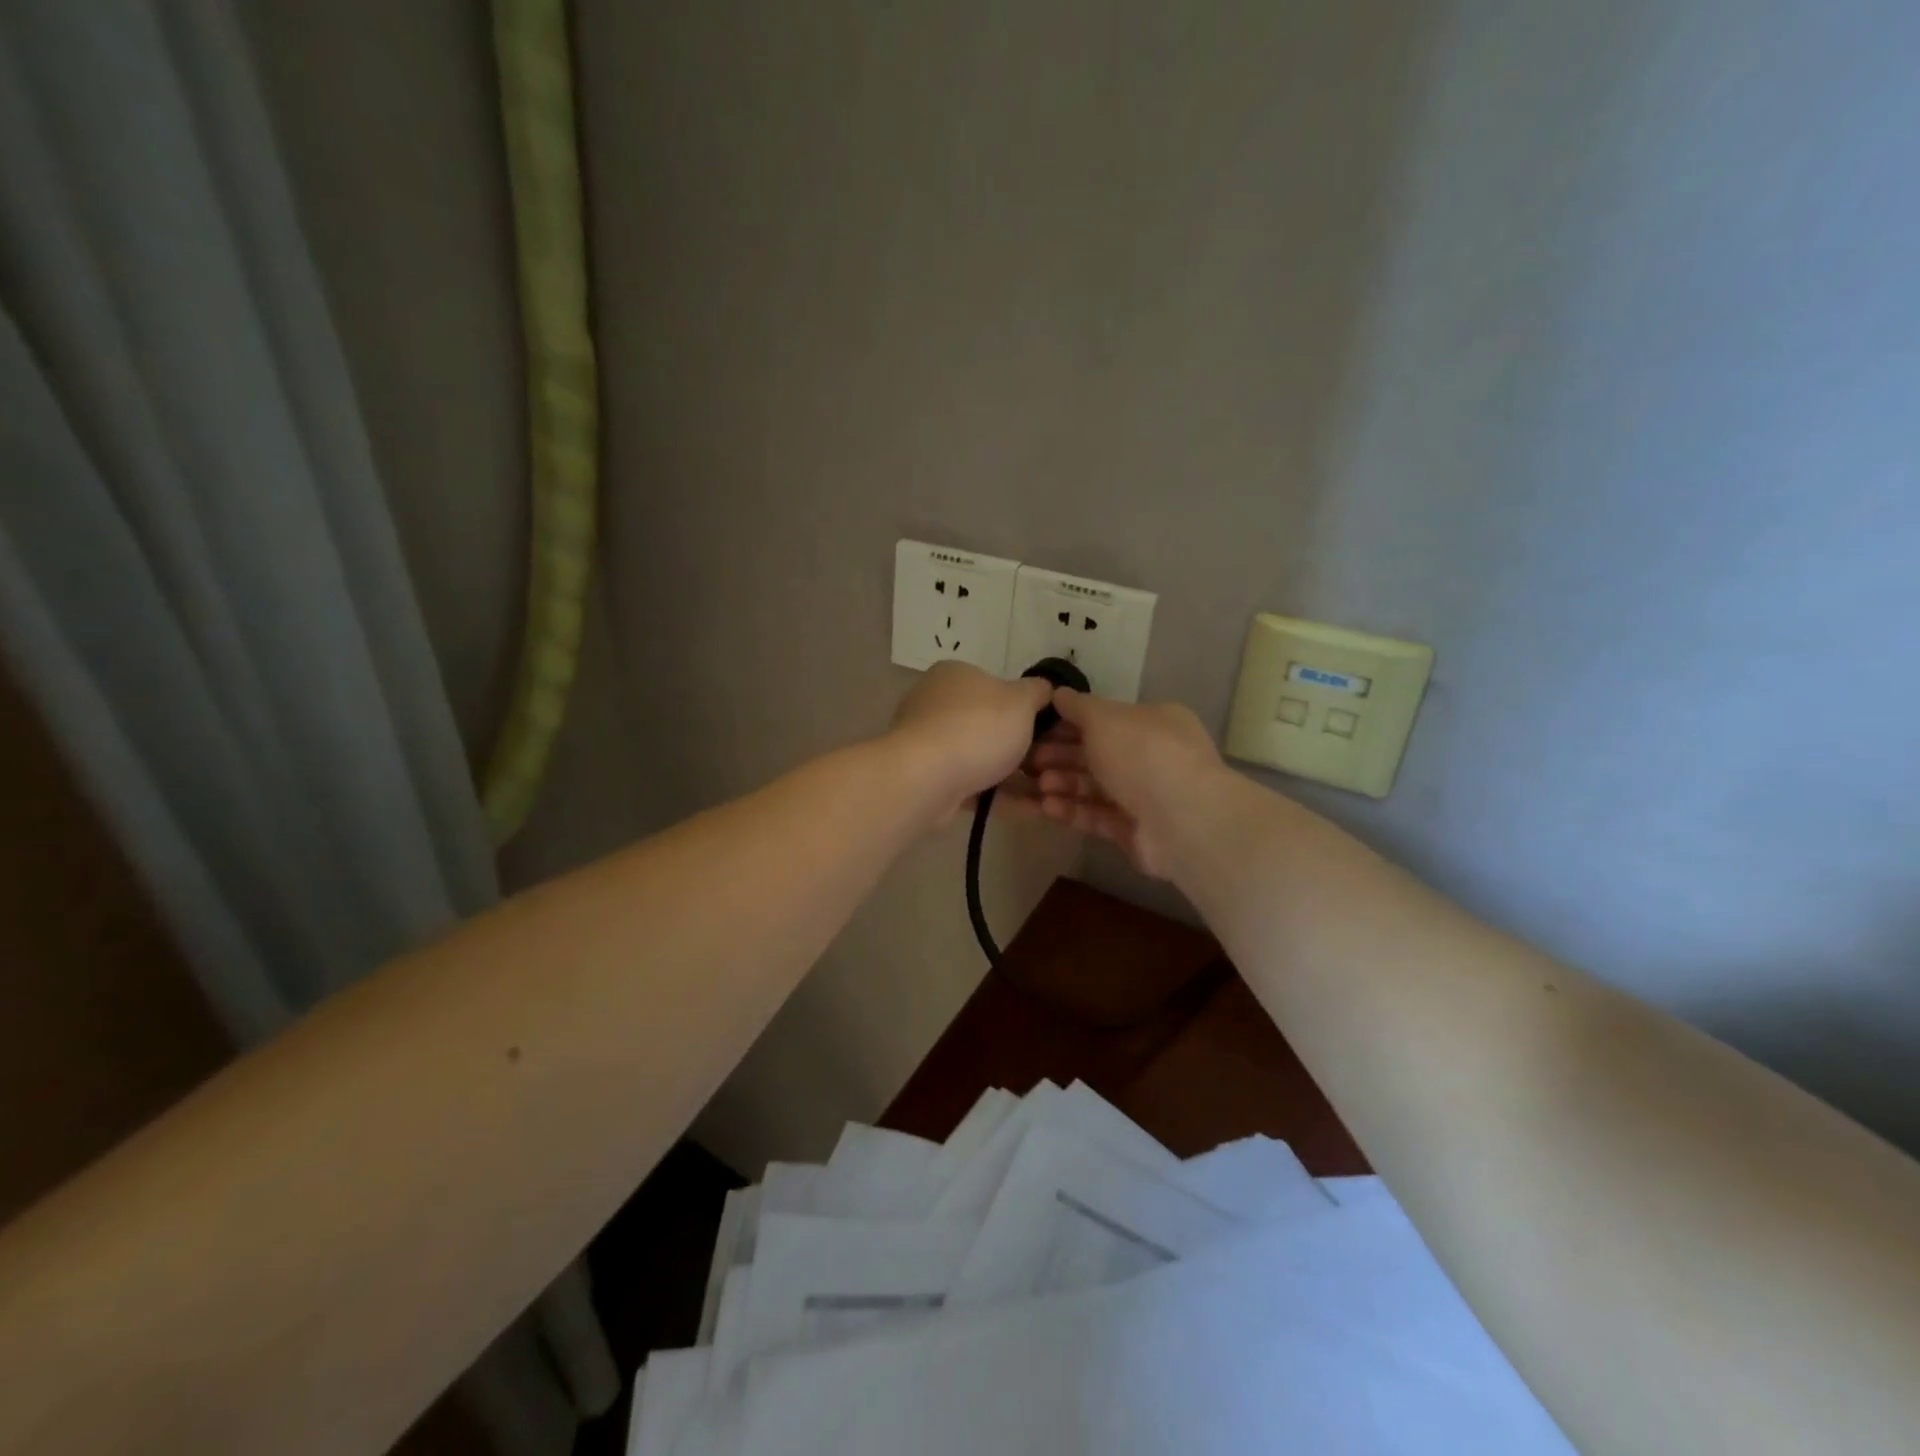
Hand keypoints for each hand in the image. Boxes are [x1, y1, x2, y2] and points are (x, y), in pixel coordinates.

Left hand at [889, 662, 1052, 824]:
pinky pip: (974, 787)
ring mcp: (930, 745)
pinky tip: (1033, 810)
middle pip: (991, 726)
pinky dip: (1002, 798)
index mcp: (956, 676)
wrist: (925, 779)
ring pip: (984, 760)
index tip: (1052, 732)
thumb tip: (1045, 689)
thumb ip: (1038, 692)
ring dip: (1018, 778)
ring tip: (1051, 794)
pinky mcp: (929, 780)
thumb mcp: (1020, 701)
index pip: (998, 687)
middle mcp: (937, 705)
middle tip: (1055, 766)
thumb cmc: (977, 728)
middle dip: (1025, 749)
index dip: (1028, 709)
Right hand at [1007, 688, 1222, 877]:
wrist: (1181, 819)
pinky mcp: (1135, 831)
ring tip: (1036, 786)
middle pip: (1098, 755)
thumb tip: (1058, 693)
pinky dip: (1073, 810)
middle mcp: (1152, 757)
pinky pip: (1098, 816)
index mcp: (1153, 723)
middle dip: (1061, 756)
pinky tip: (1046, 807)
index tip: (1035, 729)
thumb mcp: (1105, 718)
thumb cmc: (1142, 754)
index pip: (1105, 720)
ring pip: (1095, 787)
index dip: (1068, 723)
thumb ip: (1078, 707)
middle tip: (1028, 761)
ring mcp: (1145, 797)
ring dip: (1063, 784)